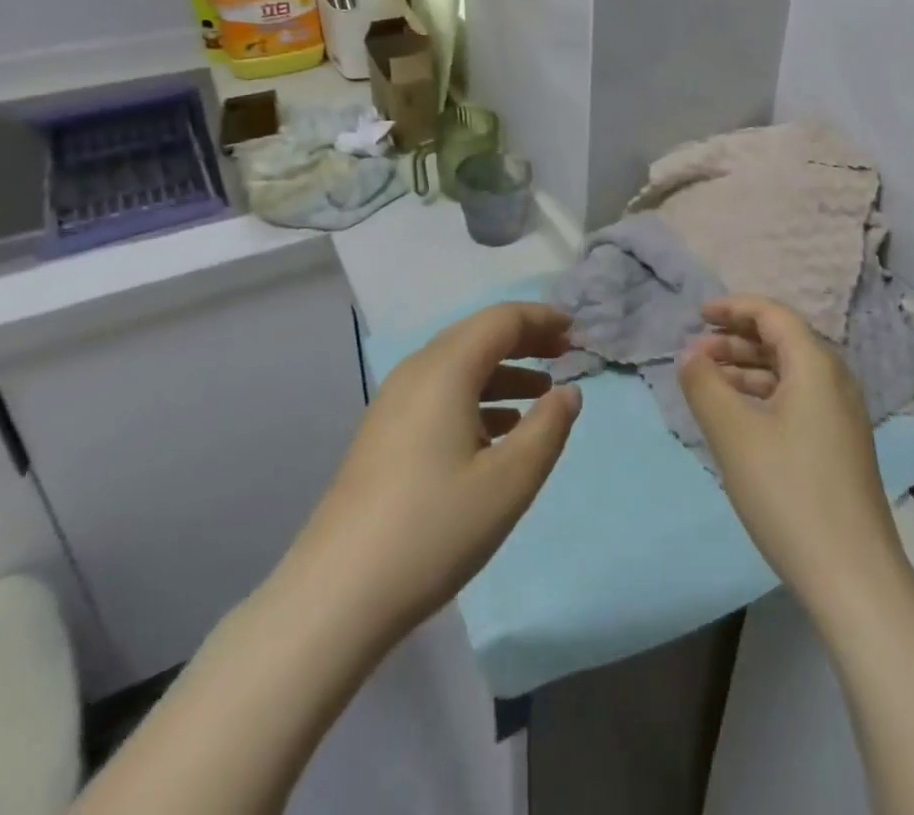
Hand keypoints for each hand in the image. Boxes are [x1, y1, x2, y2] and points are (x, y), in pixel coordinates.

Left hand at [285, 302, 581, 651]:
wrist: (337, 595)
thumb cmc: (434, 528)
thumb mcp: (510, 481)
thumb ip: (549, 427)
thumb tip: (568, 391)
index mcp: (445, 369)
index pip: (502, 320)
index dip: (542, 319)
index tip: (577, 332)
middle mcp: (416, 372)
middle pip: (478, 336)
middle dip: (525, 340)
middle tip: (565, 354)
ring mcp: (393, 404)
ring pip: (458, 367)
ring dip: (503, 371)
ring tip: (541, 393)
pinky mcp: (384, 434)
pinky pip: (440, 394)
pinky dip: (477, 397)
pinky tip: (498, 432)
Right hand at [677, 296, 906, 619]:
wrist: (853, 576)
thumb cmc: (788, 492)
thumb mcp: (733, 434)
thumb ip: (705, 385)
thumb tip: (690, 353)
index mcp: (816, 365)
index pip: (773, 314)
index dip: (734, 307)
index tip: (699, 314)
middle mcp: (835, 380)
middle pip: (783, 340)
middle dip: (737, 339)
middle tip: (697, 353)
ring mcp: (842, 414)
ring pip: (789, 372)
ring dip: (748, 368)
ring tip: (709, 383)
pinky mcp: (840, 445)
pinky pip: (797, 399)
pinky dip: (764, 395)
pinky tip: (739, 417)